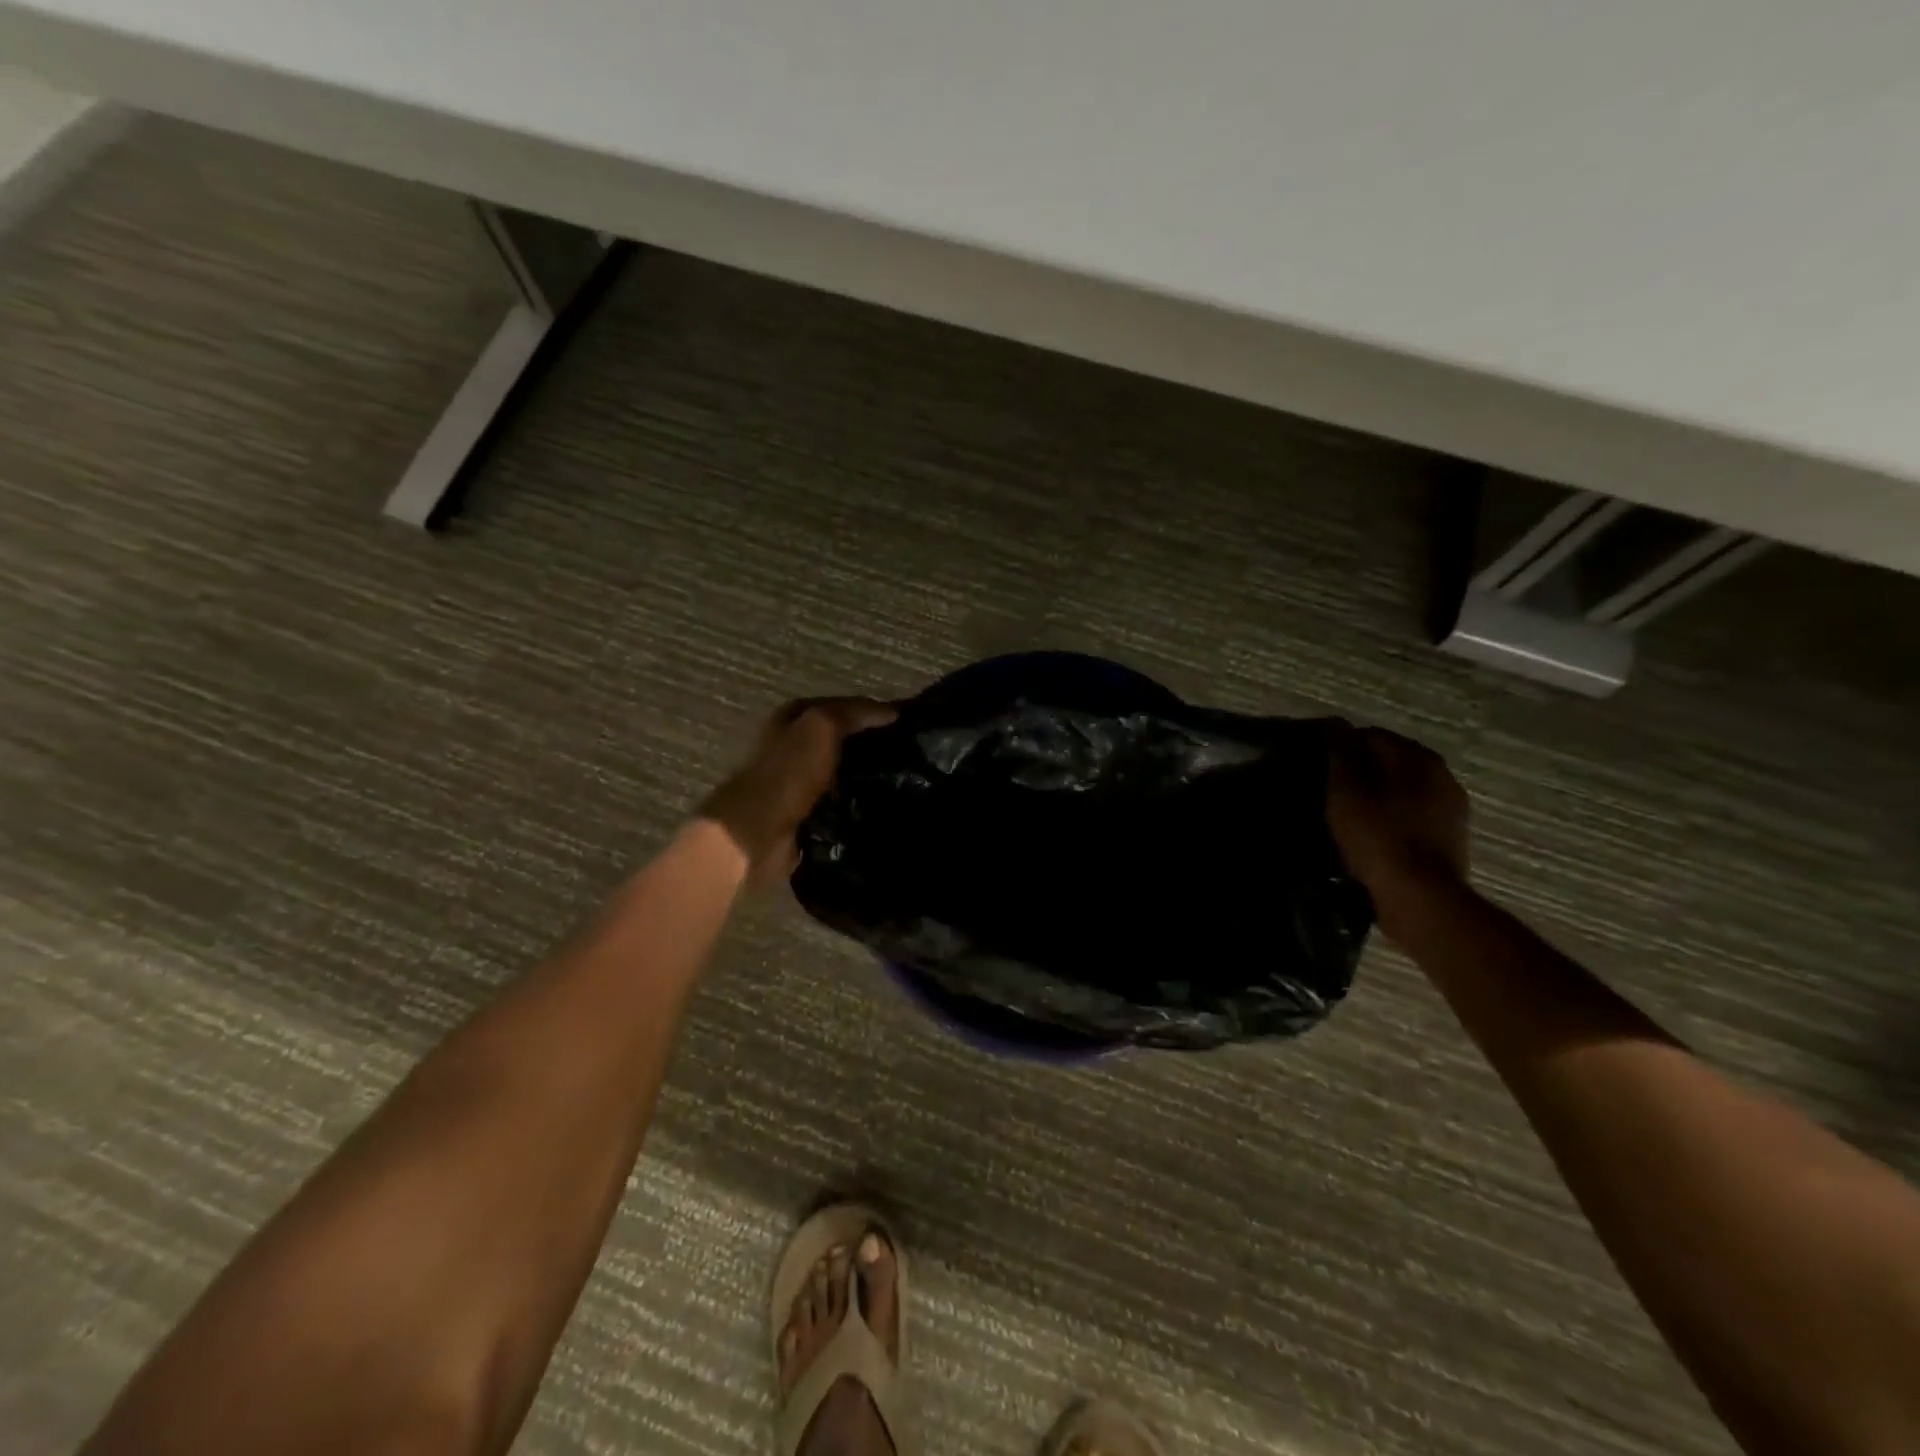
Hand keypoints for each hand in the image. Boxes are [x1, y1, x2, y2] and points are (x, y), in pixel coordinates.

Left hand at [698, 698, 896, 882]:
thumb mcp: (822, 726)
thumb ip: (855, 712)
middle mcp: (794, 746)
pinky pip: (841, 803)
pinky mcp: (806, 815)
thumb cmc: (788, 772)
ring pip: (845, 773)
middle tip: (914, 755)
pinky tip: (885, 808)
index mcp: (793, 718)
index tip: (911, 725)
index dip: (875, 712)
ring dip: (869, 778)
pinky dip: (860, 805)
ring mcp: (799, 782)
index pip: (843, 707)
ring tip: (907, 783)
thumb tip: (893, 712)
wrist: (757, 833)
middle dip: (874, 746)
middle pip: (843, 740)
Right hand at [1327, 723, 1470, 917]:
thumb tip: (1337, 725)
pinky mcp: (1449, 839)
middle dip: (1359, 770)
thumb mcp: (1347, 791)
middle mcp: (1442, 776)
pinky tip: (1368, 835)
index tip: (1315, 764)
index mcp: (1419, 758)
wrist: (1420, 900)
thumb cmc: (1378, 839)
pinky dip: (1389, 818)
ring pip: (1400, 789)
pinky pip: (1410, 816)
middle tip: (1325, 790)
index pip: (1370, 735)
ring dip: (1375, 796)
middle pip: (1389, 762)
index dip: (1339, 746)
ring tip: (1344, 814)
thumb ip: (1341, 753)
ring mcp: (1450, 809)